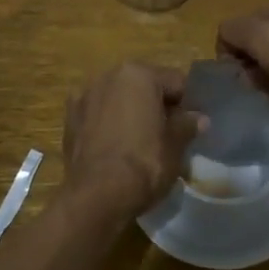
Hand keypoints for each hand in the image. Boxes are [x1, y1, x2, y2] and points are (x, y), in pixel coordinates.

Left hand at [62, 63, 199, 214]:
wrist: (97, 195)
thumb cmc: (144, 164)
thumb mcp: (175, 146)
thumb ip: (187, 125)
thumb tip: (199, 118)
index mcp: (138, 74)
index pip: (175, 82)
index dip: (187, 104)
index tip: (190, 125)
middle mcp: (108, 76)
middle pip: (143, 86)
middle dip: (155, 105)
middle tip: (166, 134)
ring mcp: (84, 96)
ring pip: (117, 99)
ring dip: (129, 112)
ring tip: (138, 142)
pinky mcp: (69, 119)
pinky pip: (97, 115)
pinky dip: (107, 124)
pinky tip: (114, 147)